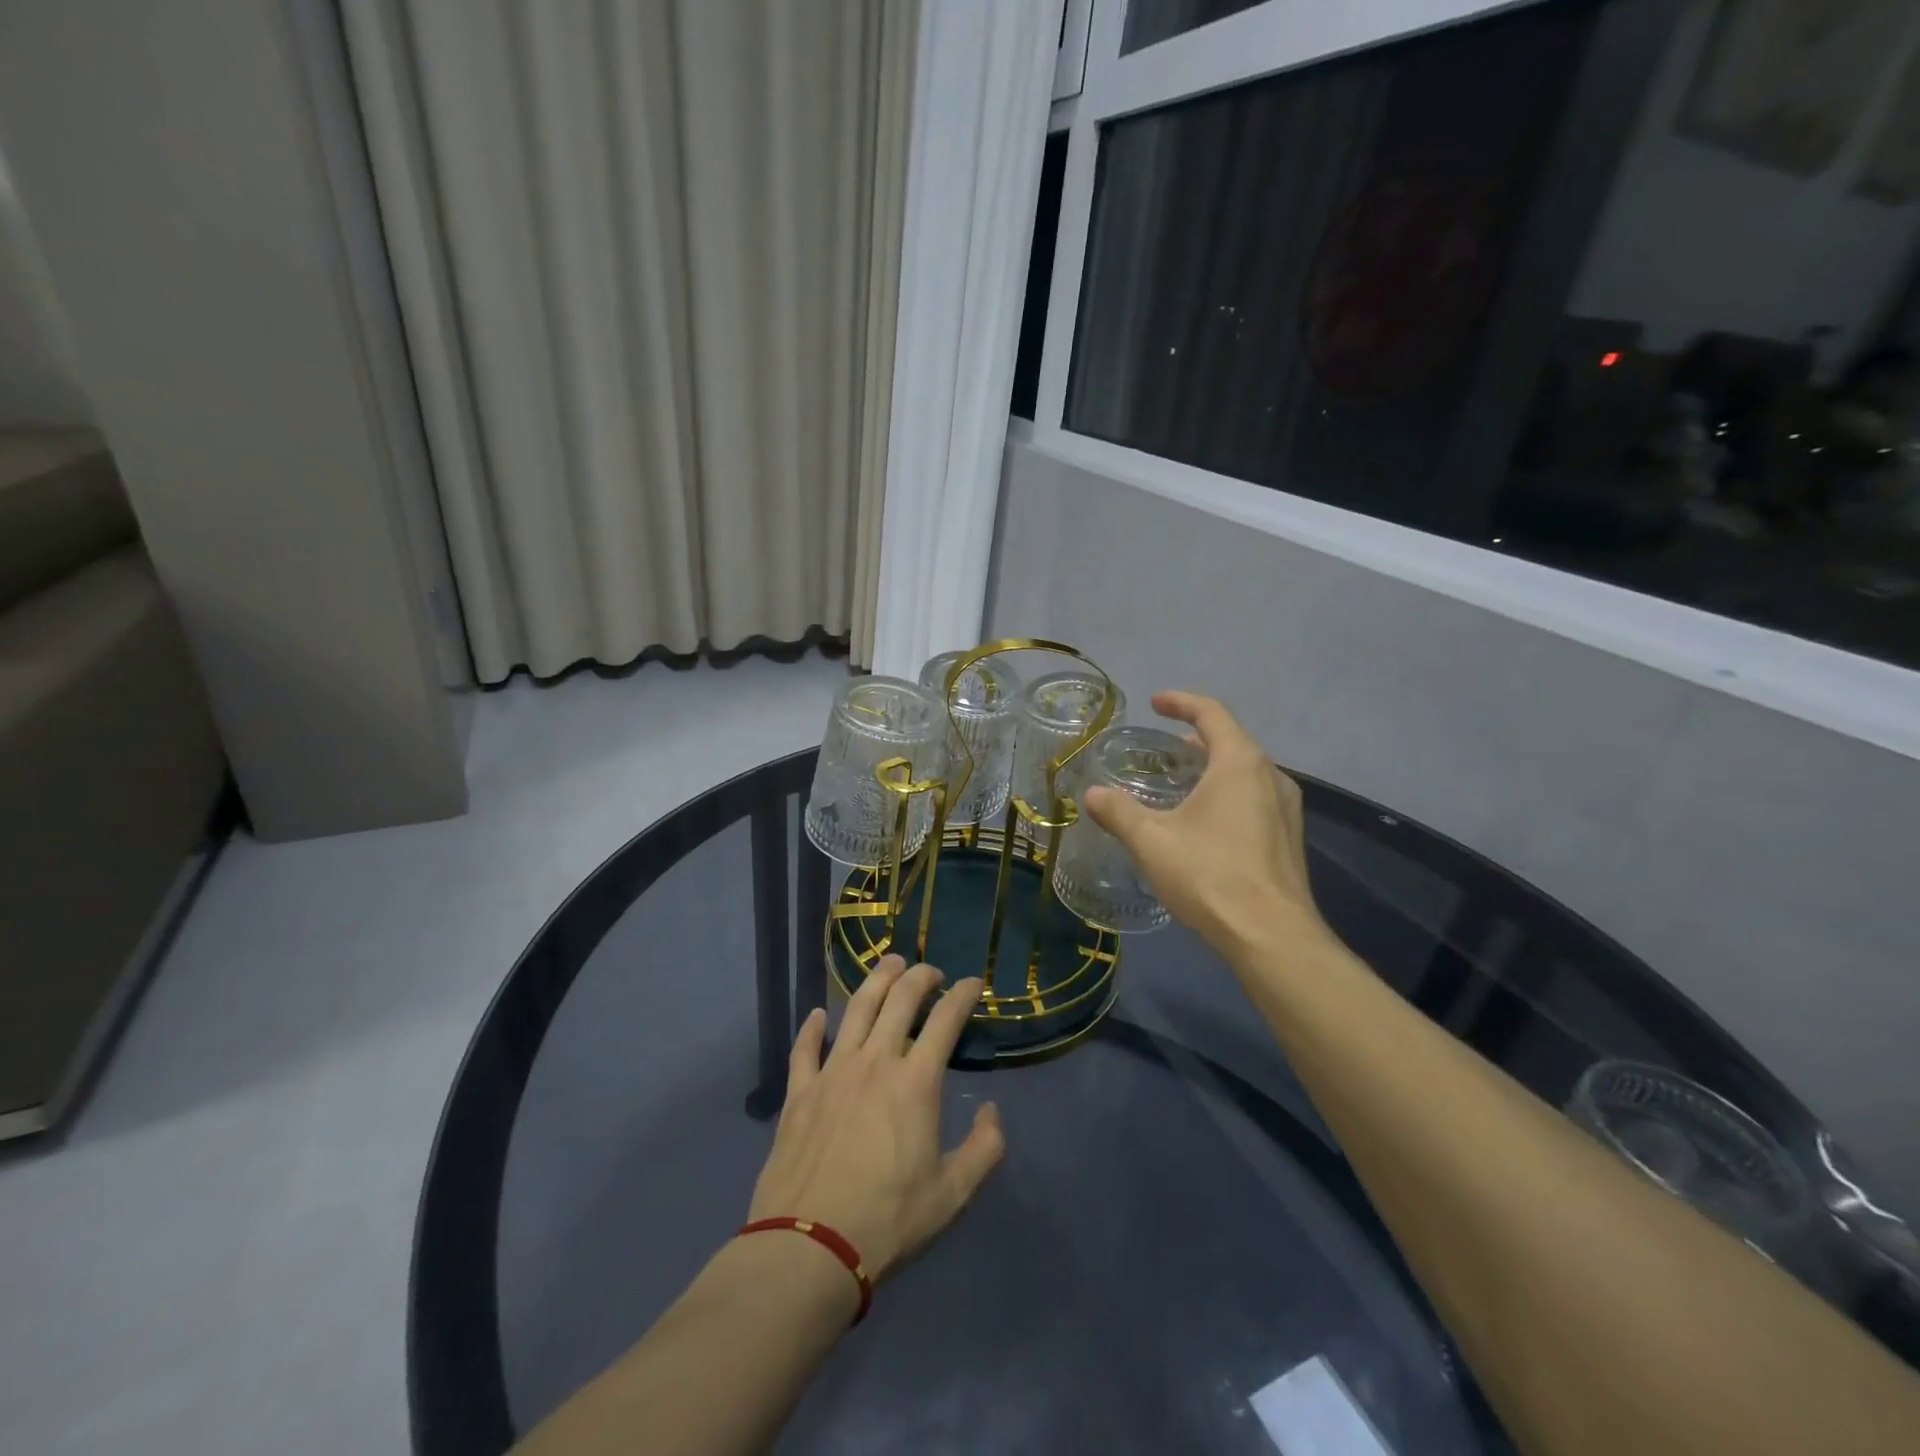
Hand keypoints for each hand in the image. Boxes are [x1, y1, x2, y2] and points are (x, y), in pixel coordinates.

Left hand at [747, 956, 1004, 1283]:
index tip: (973, 983)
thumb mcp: (953, 1195)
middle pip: (899, 999)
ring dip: (875, 981)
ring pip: (855, 1009)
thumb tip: (989, 1111)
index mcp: (916, 1081)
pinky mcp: (799, 1092)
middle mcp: (875, 1061)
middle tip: (930, 971)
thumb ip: (984, 1149)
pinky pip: (805, 1048)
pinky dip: (813, 1027)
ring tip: (888, 964)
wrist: (810, 1248)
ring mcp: (833, 1072)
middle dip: (919, 976)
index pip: (945, 1019)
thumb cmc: (889, 1220)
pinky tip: (818, 1015)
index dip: (963, 994)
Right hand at [1083, 691, 1321, 954]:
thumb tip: (1092, 795)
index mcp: (1240, 764)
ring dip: (1212, 768)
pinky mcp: (1289, 838)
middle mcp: (1271, 777)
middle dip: (1195, 738)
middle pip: (1231, 741)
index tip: (1155, 703)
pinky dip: (1227, 793)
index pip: (1211, 714)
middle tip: (1163, 750)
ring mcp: (1287, 809)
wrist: (1272, 937)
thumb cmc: (1210, 876)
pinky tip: (1205, 822)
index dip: (1181, 703)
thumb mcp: (1152, 841)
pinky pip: (1255, 797)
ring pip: (1245, 772)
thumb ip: (1119, 812)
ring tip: (1181, 783)